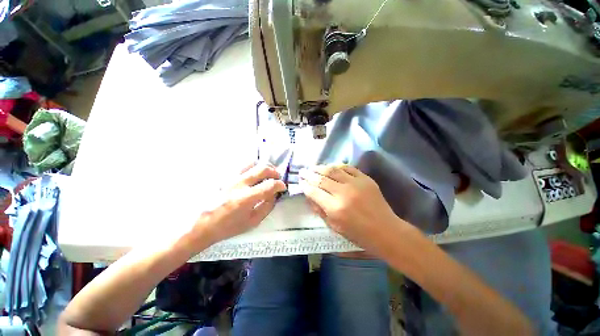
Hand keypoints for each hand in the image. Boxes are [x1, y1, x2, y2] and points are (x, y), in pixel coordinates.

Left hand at [193, 162, 285, 246]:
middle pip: (262, 168)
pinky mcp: (223, 175)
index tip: (282, 187)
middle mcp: (239, 183)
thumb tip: (274, 195)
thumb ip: (267, 207)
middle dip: (274, 172)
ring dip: (262, 166)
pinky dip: (250, 167)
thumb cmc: (226, 227)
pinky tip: (251, 174)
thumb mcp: (251, 222)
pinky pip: (240, 165)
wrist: (199, 224)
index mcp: (246, 198)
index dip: (280, 185)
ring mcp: (229, 177)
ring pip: (251, 162)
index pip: (270, 185)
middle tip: (277, 177)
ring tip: (265, 173)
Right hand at [299, 164, 404, 254]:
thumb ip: (319, 210)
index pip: (314, 192)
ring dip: (320, 168)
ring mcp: (356, 183)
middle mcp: (344, 193)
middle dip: (309, 174)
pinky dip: (337, 166)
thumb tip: (309, 196)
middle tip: (302, 171)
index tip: (300, 182)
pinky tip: (330, 167)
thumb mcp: (334, 227)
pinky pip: (348, 168)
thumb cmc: (358, 234)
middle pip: (321, 179)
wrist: (386, 231)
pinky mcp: (365, 179)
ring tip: (313, 167)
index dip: (305, 186)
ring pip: (333, 170)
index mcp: (335, 208)